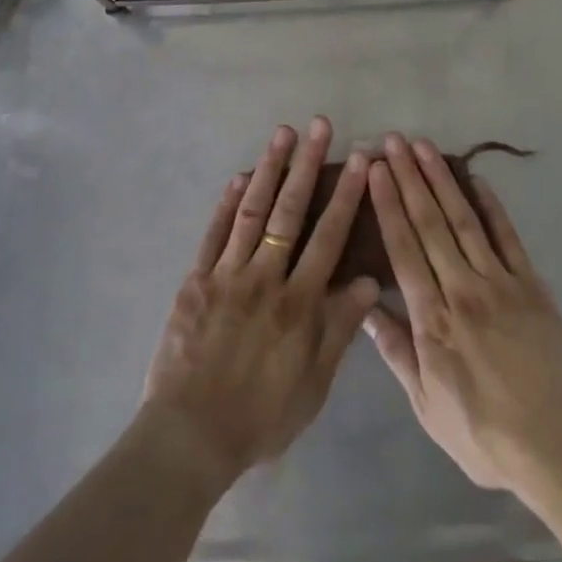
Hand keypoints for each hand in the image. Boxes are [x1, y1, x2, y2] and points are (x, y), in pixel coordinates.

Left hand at [142, 117, 378, 489]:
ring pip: (253, 211)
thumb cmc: (260, 417)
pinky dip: (227, 203)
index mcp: (298, 303)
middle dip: (307, 164)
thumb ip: (340, 329)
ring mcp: (228, 274)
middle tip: (319, 124)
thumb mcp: (313, 384)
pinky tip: (239, 176)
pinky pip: (214, 234)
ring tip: (282, 133)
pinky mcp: (197, 279)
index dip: (346, 195)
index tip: (360, 160)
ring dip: (269, 169)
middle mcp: (266, 277)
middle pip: (290, 211)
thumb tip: (370, 280)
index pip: (329, 237)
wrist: (190, 436)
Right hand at [366, 134, 561, 491]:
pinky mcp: (530, 284)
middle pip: (430, 222)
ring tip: (424, 146)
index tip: (376, 169)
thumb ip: (396, 350)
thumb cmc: (483, 432)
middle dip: (409, 177)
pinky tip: (477, 179)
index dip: (387, 205)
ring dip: (442, 179)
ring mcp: (499, 281)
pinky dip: (491, 205)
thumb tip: (364, 307)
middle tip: (394, 140)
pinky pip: (507, 236)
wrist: (558, 446)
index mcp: (433, 318)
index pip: (403, 248)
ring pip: (464, 219)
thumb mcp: (426, 404)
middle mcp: (462, 288)